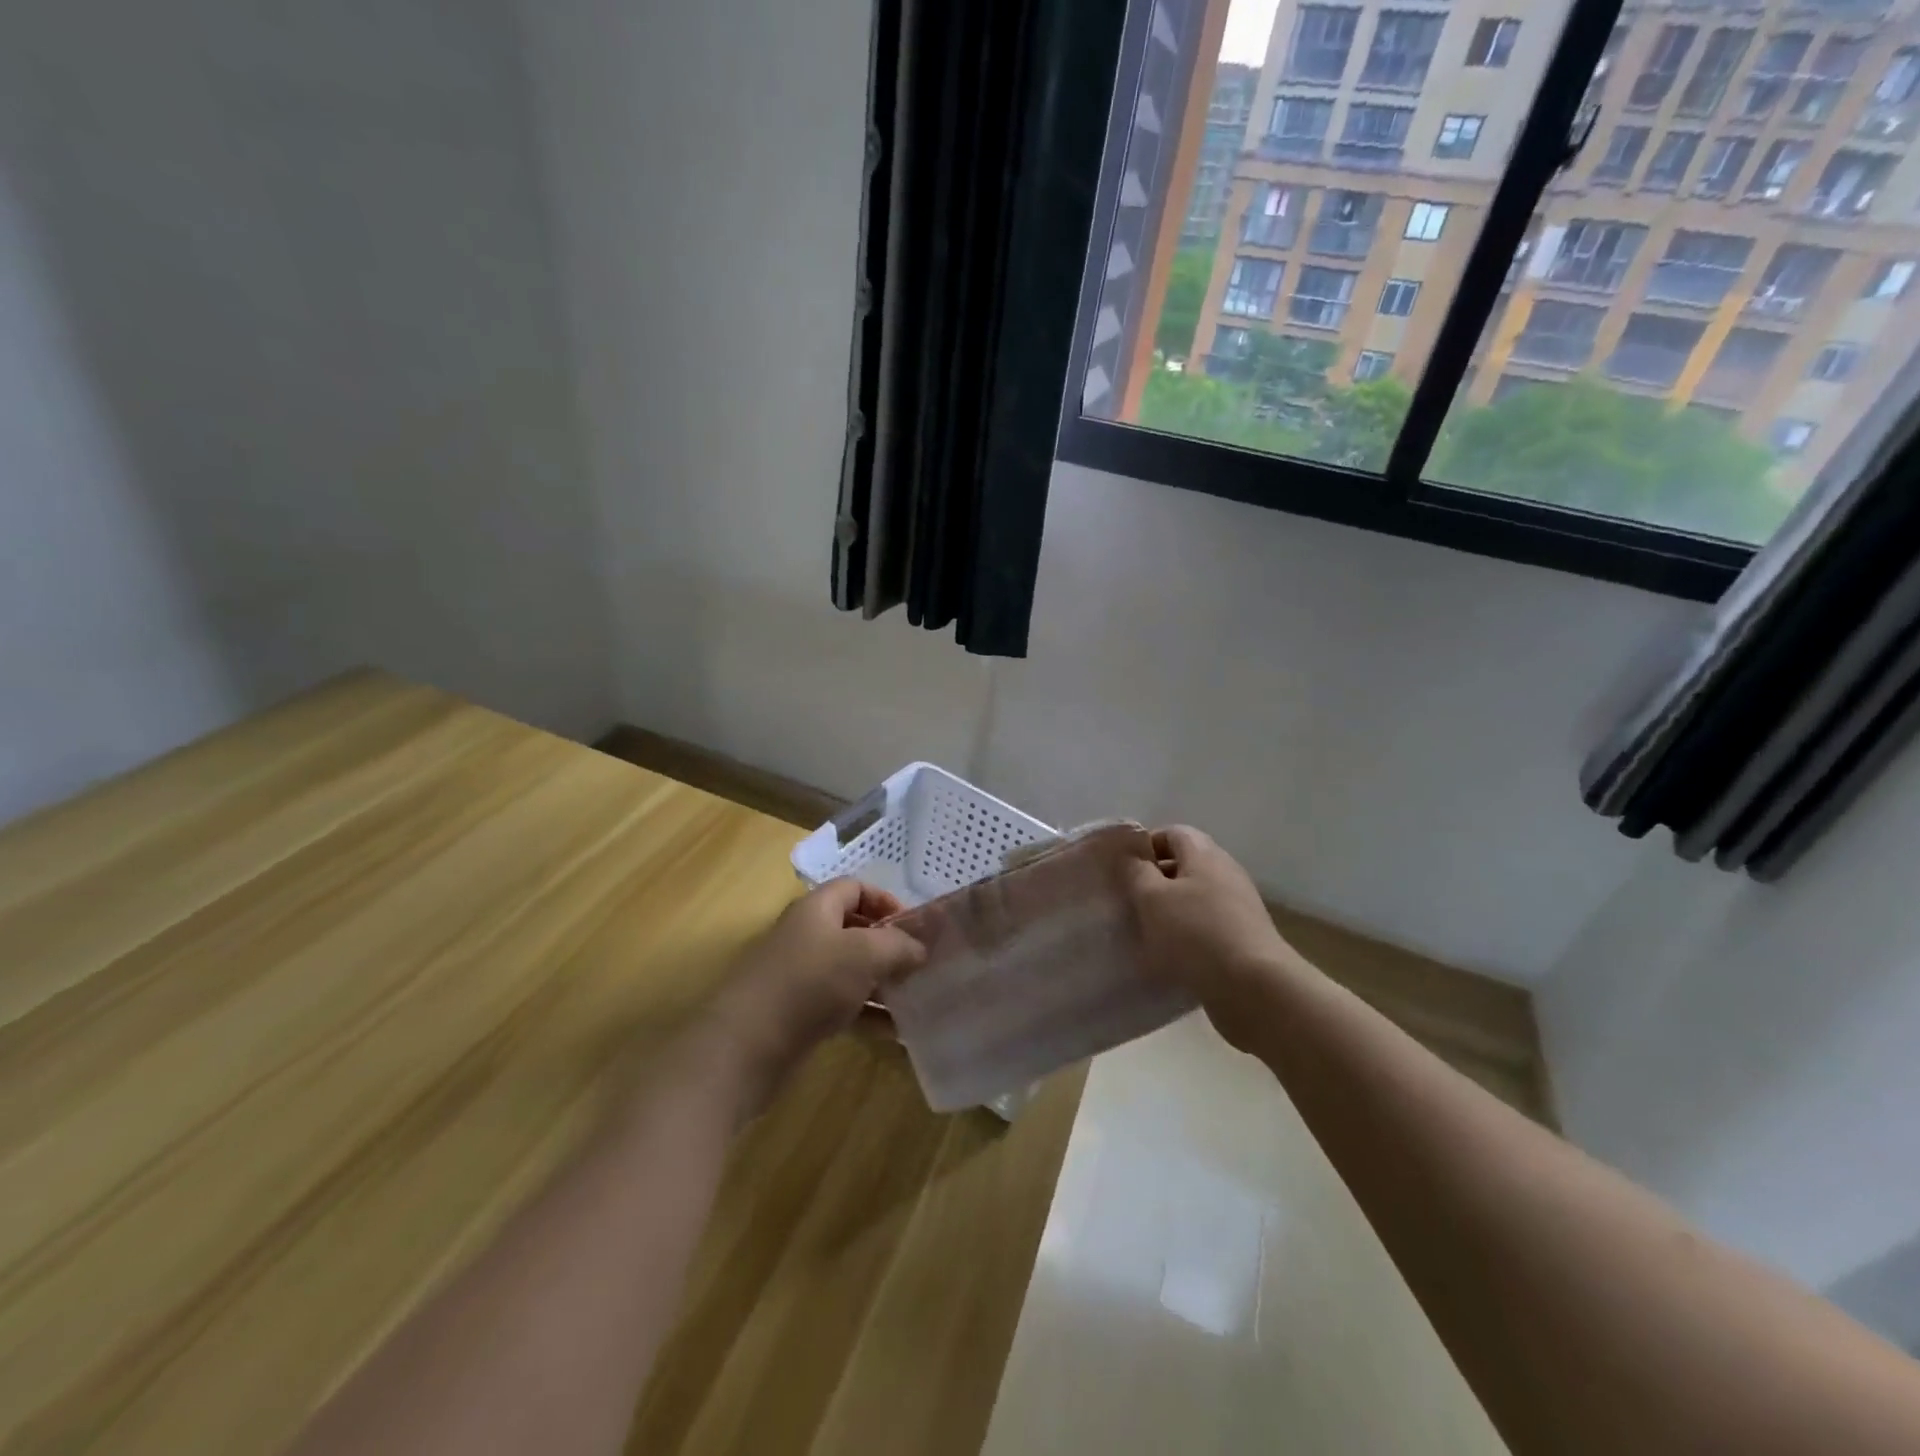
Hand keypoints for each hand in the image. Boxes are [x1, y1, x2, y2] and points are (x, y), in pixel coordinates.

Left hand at [699, 879, 925, 1117]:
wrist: (746, 1046)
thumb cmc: (809, 984)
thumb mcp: (864, 954)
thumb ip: (899, 945)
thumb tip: (920, 948)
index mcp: (817, 909)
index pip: (856, 888)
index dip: (887, 901)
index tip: (914, 928)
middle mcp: (807, 935)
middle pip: (855, 929)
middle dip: (889, 946)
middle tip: (919, 966)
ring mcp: (800, 975)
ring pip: (850, 970)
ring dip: (882, 983)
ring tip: (914, 1000)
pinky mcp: (798, 1012)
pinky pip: (841, 1004)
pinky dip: (867, 1013)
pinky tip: (894, 1032)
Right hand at [1124, 826, 1299, 1051]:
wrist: (1254, 987)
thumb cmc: (1195, 933)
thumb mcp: (1152, 898)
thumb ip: (1135, 871)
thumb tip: (1131, 855)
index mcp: (1204, 854)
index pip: (1172, 833)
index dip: (1145, 846)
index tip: (1122, 869)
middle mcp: (1226, 872)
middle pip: (1184, 864)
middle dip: (1154, 880)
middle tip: (1129, 901)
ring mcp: (1238, 905)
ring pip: (1195, 897)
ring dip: (1169, 910)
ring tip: (1145, 931)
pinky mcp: (1244, 937)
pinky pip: (1207, 925)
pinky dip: (1187, 934)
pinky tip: (1171, 955)